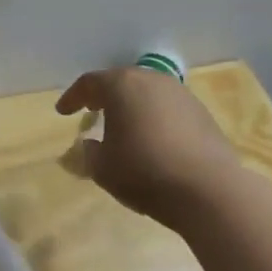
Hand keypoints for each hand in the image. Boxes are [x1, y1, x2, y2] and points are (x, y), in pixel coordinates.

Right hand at [55, 67, 239, 225]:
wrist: (208, 190)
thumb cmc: (143, 171)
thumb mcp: (102, 167)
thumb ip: (88, 152)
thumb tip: (89, 145)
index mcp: (122, 86)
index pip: (90, 83)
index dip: (73, 97)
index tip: (63, 112)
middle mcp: (152, 81)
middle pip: (122, 81)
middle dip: (104, 96)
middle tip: (92, 110)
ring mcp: (182, 95)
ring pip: (148, 93)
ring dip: (132, 106)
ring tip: (123, 126)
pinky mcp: (203, 114)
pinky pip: (168, 109)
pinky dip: (154, 118)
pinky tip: (153, 140)